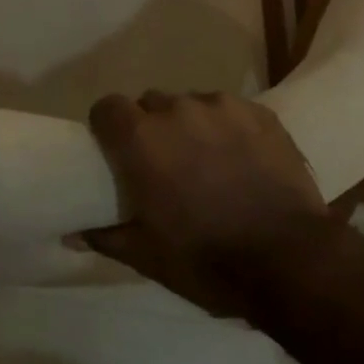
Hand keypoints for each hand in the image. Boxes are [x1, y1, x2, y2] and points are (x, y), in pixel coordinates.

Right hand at [79, 91, 338, 316]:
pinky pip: (230, 110)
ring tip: (209, 162)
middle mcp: (177, 109)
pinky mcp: (259, 111)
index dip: (108, 126)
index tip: (116, 151)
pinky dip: (228, 128)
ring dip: (191, 126)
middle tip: (165, 165)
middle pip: (151, 104)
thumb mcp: (149, 257)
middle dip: (151, 128)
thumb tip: (72, 232)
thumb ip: (107, 236)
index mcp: (142, 139)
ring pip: (192, 104)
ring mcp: (221, 105)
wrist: (291, 258)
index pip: (107, 107)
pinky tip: (243, 159)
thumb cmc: (208, 260)